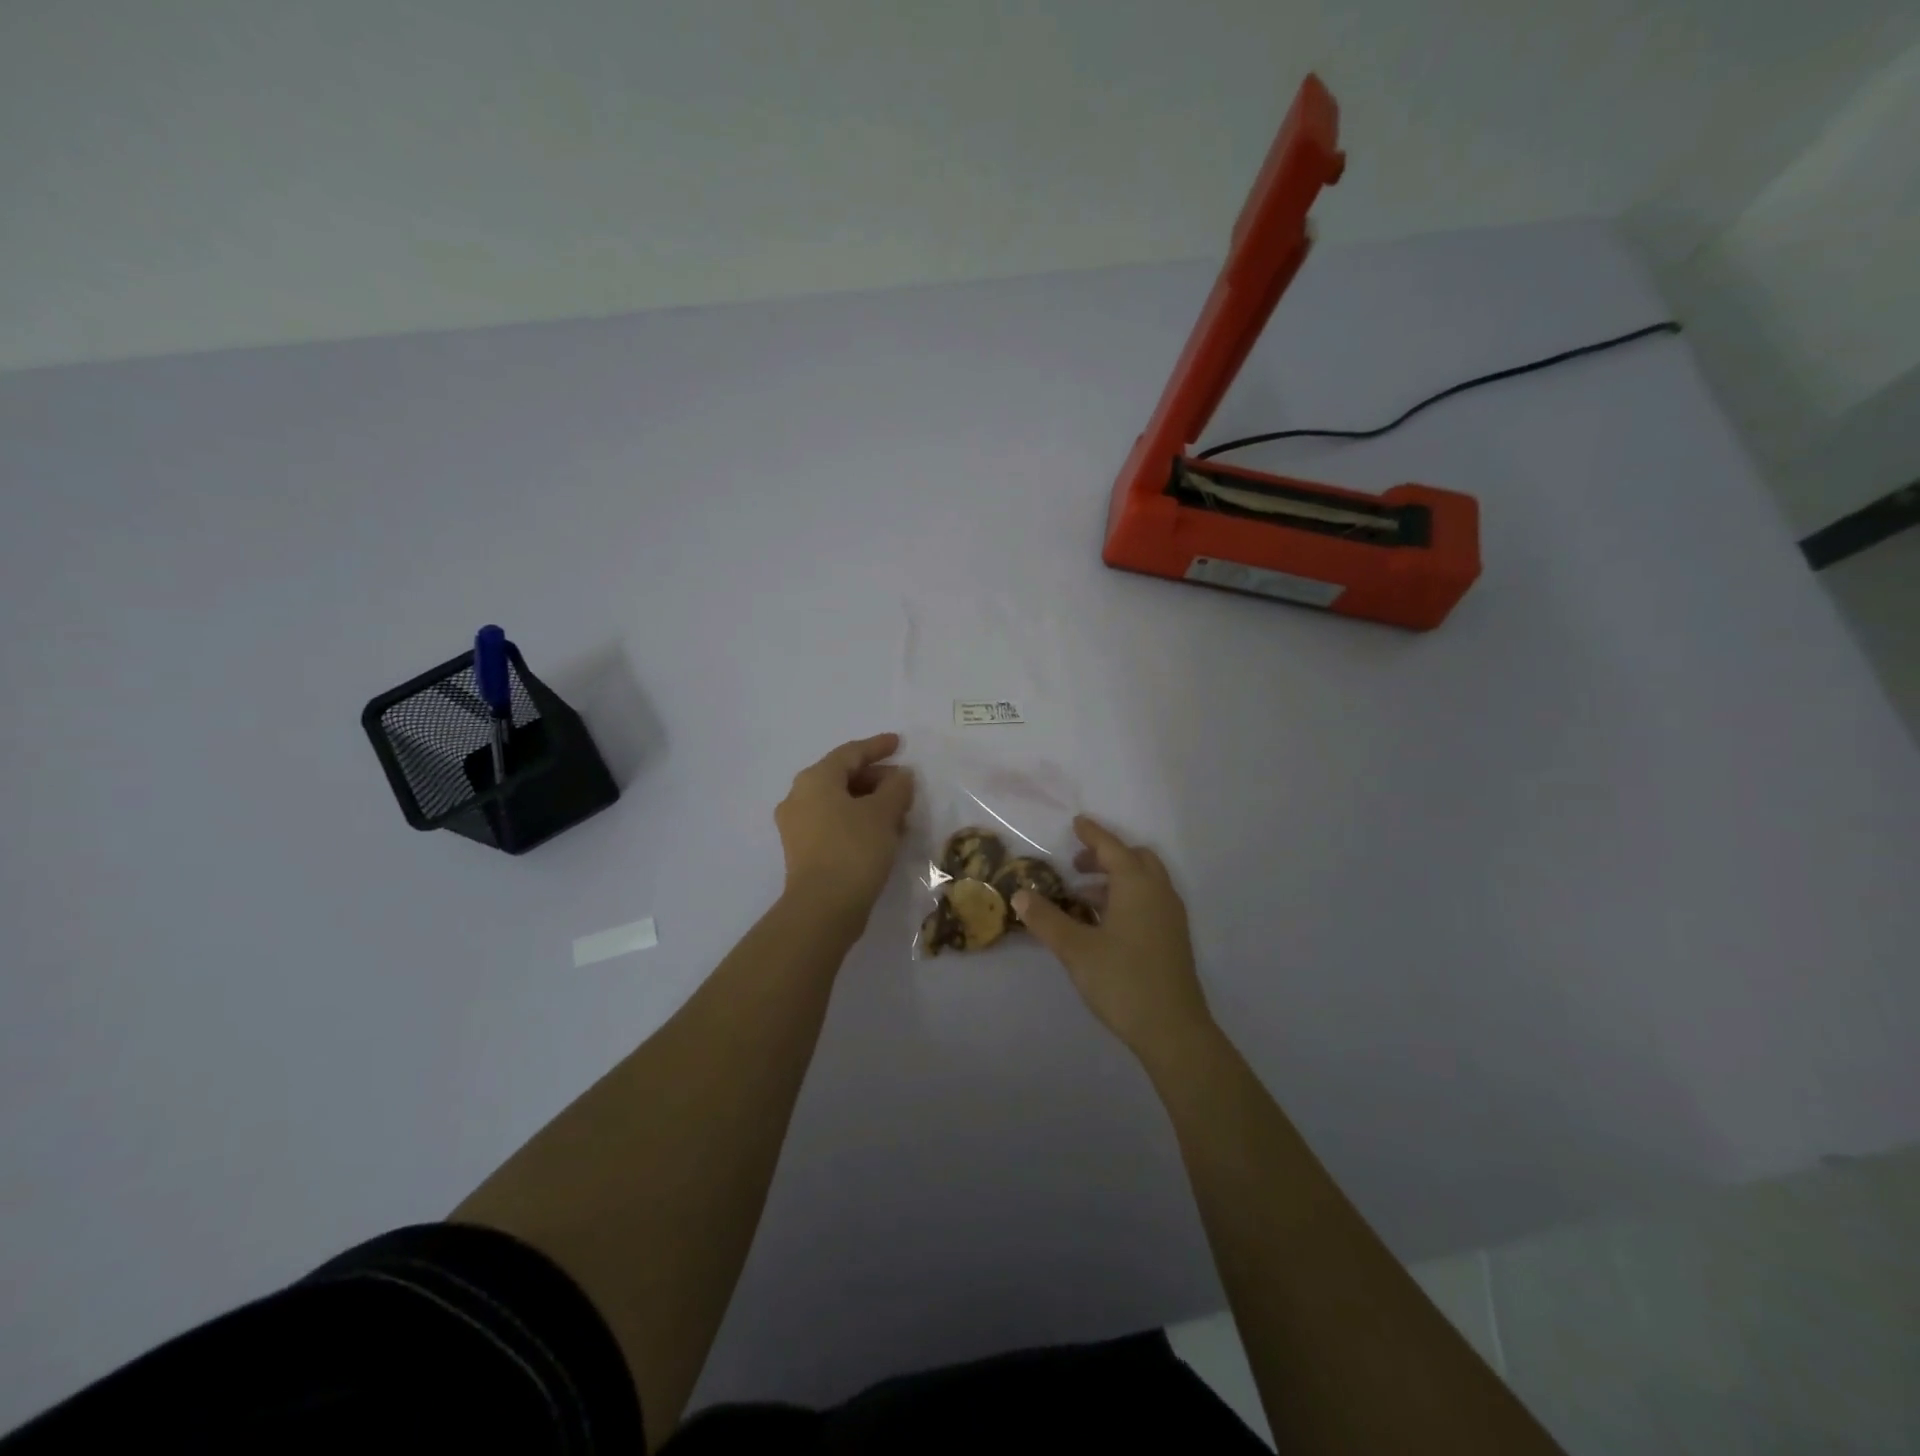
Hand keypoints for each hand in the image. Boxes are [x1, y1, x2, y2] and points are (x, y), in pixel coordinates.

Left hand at [774, 733, 914, 926]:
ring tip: (901, 814)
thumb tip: (901, 776)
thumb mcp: (884, 813)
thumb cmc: (854, 849)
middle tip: (905, 787)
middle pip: (843, 777)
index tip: (899, 743)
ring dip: (871, 804)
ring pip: (840, 803)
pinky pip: (835, 824)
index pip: (850, 753)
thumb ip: (897, 787)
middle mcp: (799, 797)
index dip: (877, 747)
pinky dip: (859, 822)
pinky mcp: (803, 852)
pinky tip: (884, 834)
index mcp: (815, 779)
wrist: (823, 907)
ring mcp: (798, 826)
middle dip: (877, 779)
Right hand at [1012, 816, 1213, 1063]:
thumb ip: (1046, 919)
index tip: (1077, 822)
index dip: (1092, 834)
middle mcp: (1159, 892)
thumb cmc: (1122, 980)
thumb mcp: (1075, 949)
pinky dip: (1128, 897)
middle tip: (1078, 864)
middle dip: (1107, 855)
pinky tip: (1105, 922)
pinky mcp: (1174, 938)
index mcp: (1137, 885)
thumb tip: (1020, 895)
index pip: (1112, 848)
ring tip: (1083, 896)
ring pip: (1145, 881)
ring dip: (1116, 878)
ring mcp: (1171, 916)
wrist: (1173, 1030)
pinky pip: (1150, 900)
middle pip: (1135, 859)